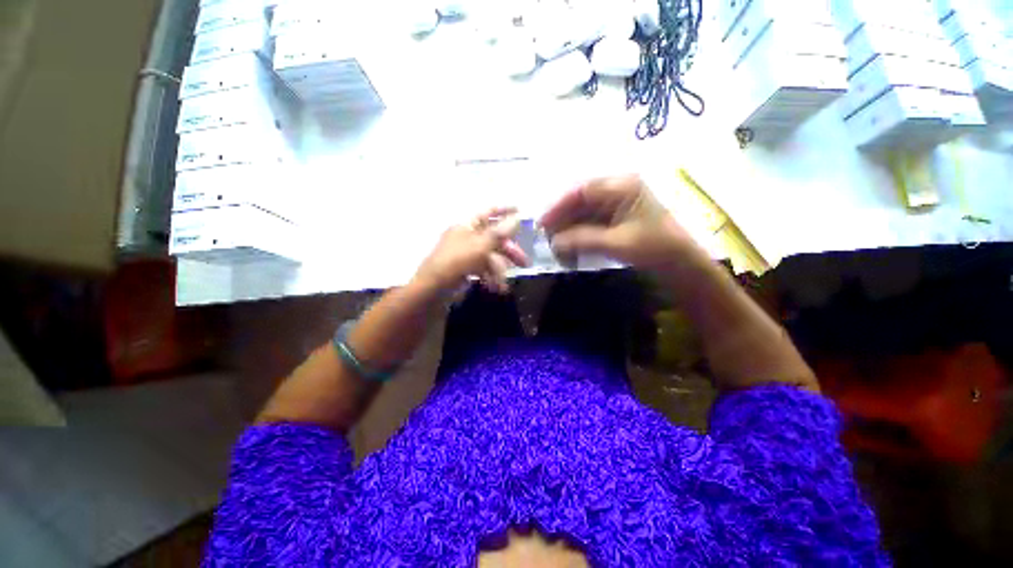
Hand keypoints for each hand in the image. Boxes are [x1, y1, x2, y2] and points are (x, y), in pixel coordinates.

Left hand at [415, 207, 530, 294]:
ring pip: (490, 257)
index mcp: (467, 225)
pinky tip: (497, 288)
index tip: (522, 211)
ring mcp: (465, 254)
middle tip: (525, 263)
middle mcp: (467, 237)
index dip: (505, 210)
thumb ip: (500, 233)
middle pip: (494, 239)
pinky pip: (483, 270)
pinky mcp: (465, 270)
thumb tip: (518, 218)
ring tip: (504, 285)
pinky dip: (491, 277)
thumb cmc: (456, 262)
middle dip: (510, 251)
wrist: (432, 290)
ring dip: (500, 270)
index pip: (489, 212)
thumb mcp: (481, 246)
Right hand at [540, 175, 695, 269]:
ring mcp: (617, 203)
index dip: (559, 205)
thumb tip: (553, 242)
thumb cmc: (653, 247)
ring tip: (555, 242)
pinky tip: (569, 244)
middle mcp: (618, 189)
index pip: (582, 190)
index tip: (543, 223)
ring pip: (584, 211)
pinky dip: (579, 232)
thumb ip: (582, 239)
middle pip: (581, 199)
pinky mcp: (616, 216)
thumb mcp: (616, 243)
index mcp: (622, 187)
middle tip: (546, 235)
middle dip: (562, 217)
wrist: (679, 261)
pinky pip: (591, 221)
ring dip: (569, 226)